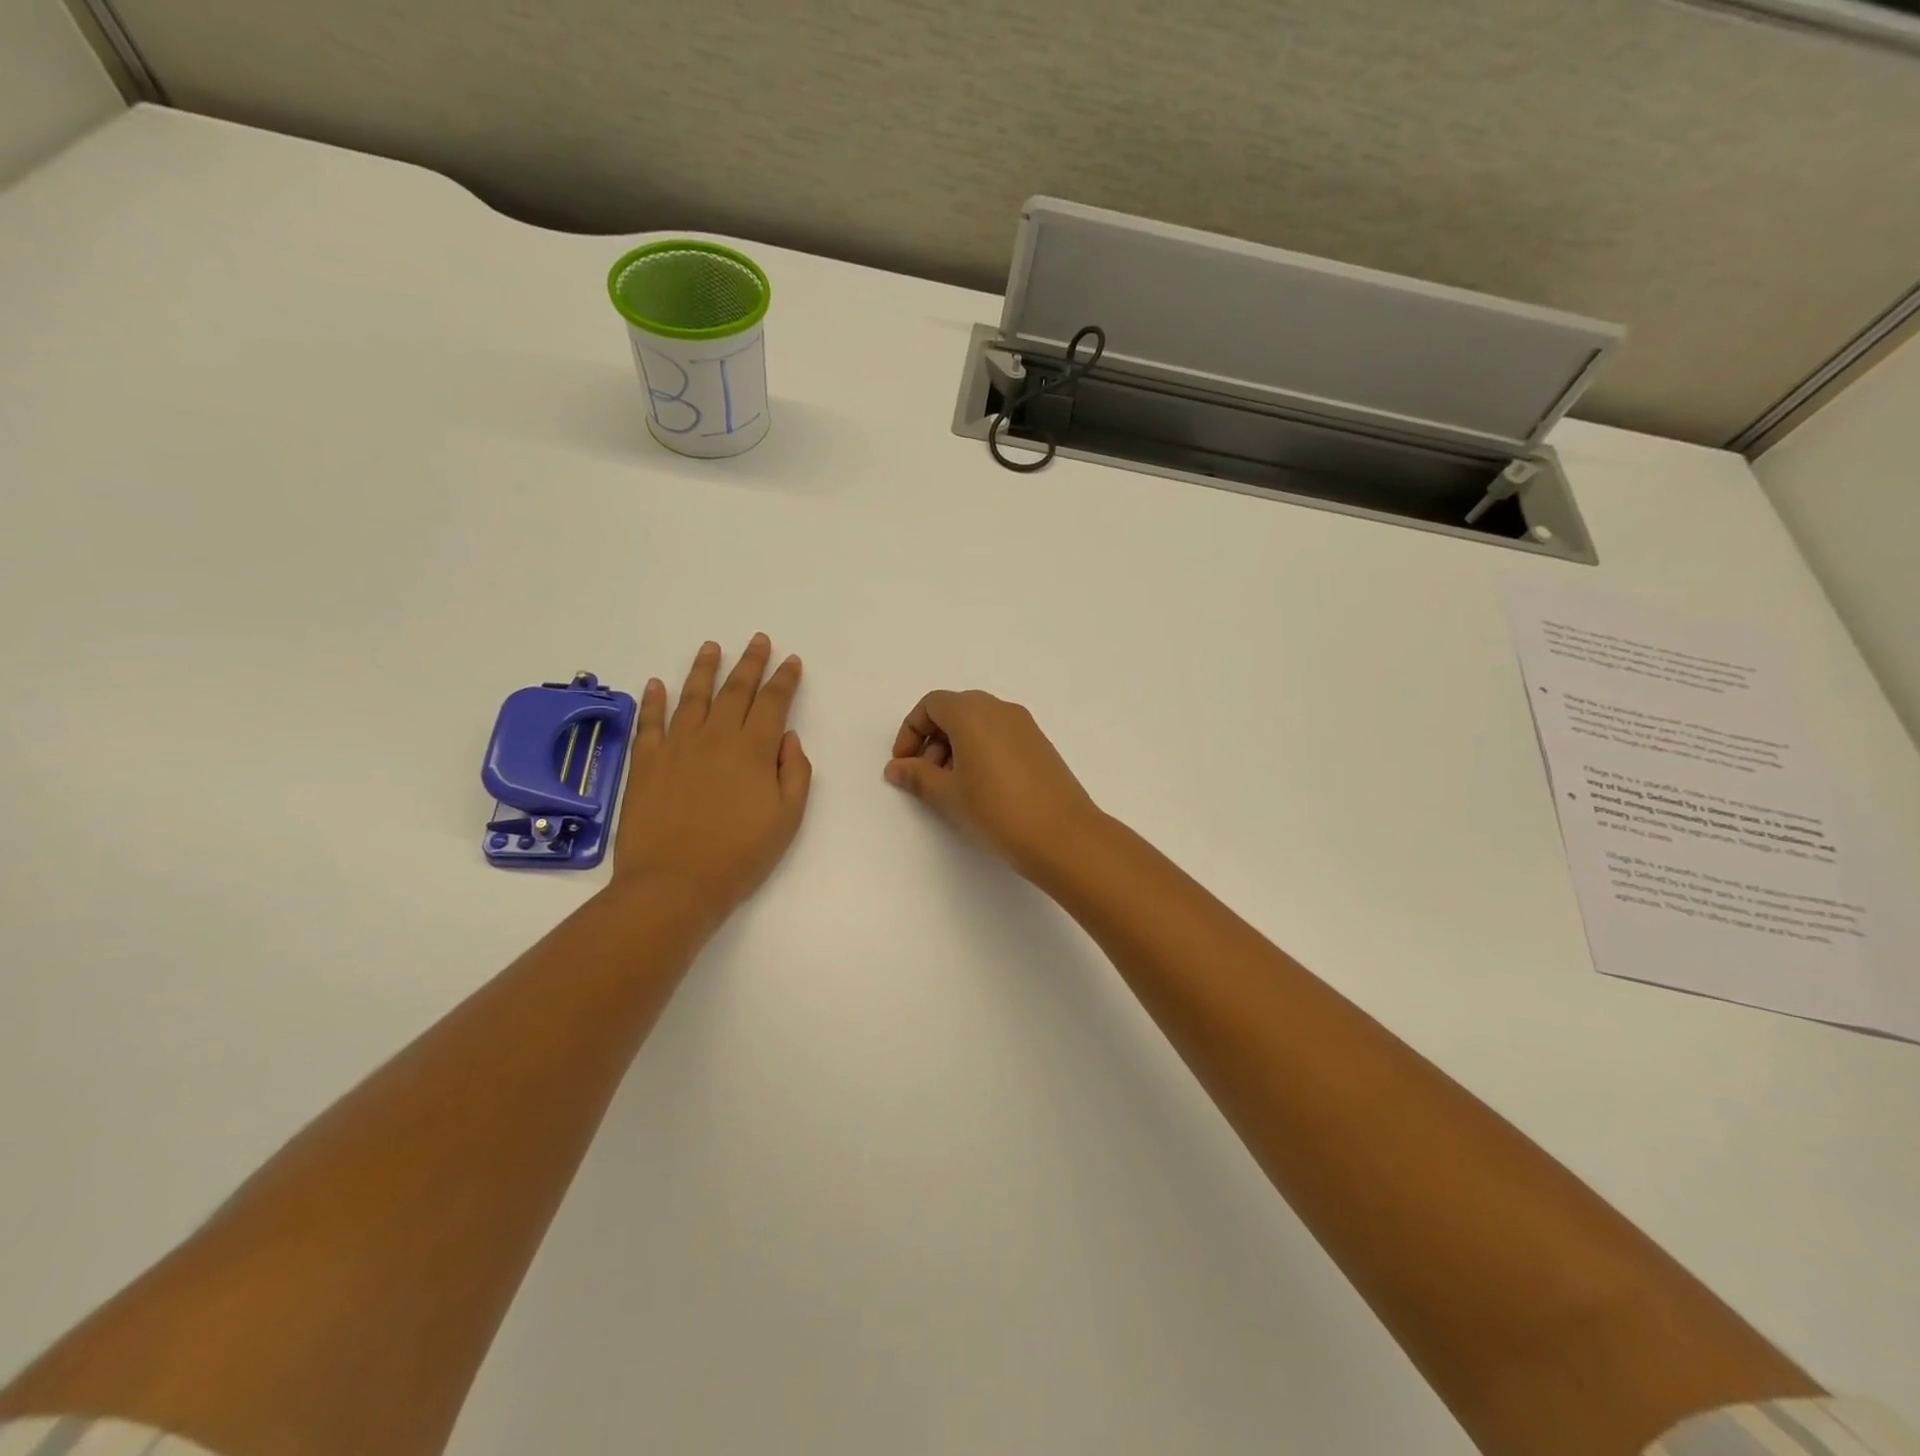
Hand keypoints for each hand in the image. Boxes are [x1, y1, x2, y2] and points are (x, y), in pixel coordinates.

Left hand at [609, 634, 811, 921]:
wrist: (675, 883)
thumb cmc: (740, 854)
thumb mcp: (787, 818)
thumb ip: (794, 772)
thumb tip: (787, 737)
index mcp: (754, 749)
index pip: (773, 702)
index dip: (784, 679)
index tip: (791, 661)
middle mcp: (716, 737)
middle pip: (736, 690)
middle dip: (750, 662)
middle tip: (758, 640)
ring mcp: (677, 746)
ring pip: (693, 696)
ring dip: (704, 669)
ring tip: (711, 647)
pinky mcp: (646, 762)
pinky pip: (649, 722)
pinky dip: (653, 700)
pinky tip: (657, 684)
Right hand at [884, 689, 1103, 875]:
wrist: (1063, 835)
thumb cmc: (996, 810)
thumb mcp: (948, 795)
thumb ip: (917, 776)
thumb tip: (896, 767)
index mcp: (972, 712)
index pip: (931, 705)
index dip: (911, 731)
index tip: (904, 764)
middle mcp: (999, 709)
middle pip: (955, 710)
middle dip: (933, 739)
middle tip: (927, 777)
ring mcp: (1024, 725)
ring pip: (979, 723)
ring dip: (956, 746)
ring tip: (953, 786)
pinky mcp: (1040, 744)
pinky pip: (1000, 735)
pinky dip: (981, 750)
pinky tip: (982, 788)